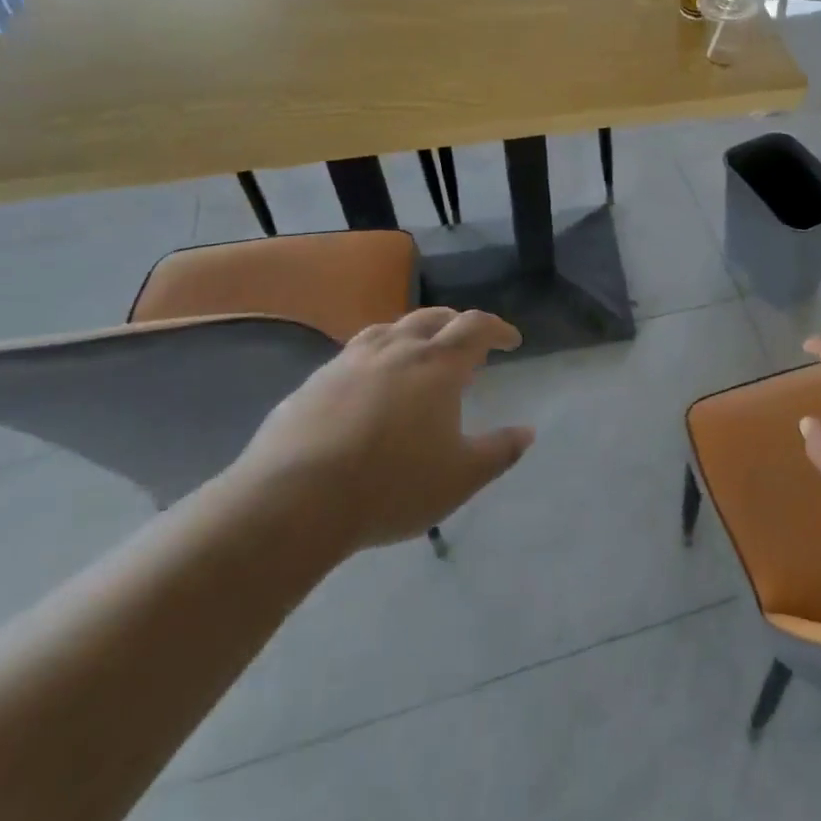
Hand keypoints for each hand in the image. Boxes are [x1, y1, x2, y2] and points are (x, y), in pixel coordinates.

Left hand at [233, 308, 533, 552]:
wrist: (292, 502)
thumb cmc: (391, 486)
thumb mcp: (460, 478)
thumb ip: (499, 452)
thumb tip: (527, 432)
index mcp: (437, 364)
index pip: (476, 327)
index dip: (498, 329)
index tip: (511, 341)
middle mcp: (396, 349)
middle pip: (433, 318)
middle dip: (457, 325)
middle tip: (468, 345)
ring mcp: (350, 361)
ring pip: (389, 329)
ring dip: (413, 333)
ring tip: (418, 354)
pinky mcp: (313, 382)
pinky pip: (354, 354)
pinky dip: (375, 357)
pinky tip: (368, 385)